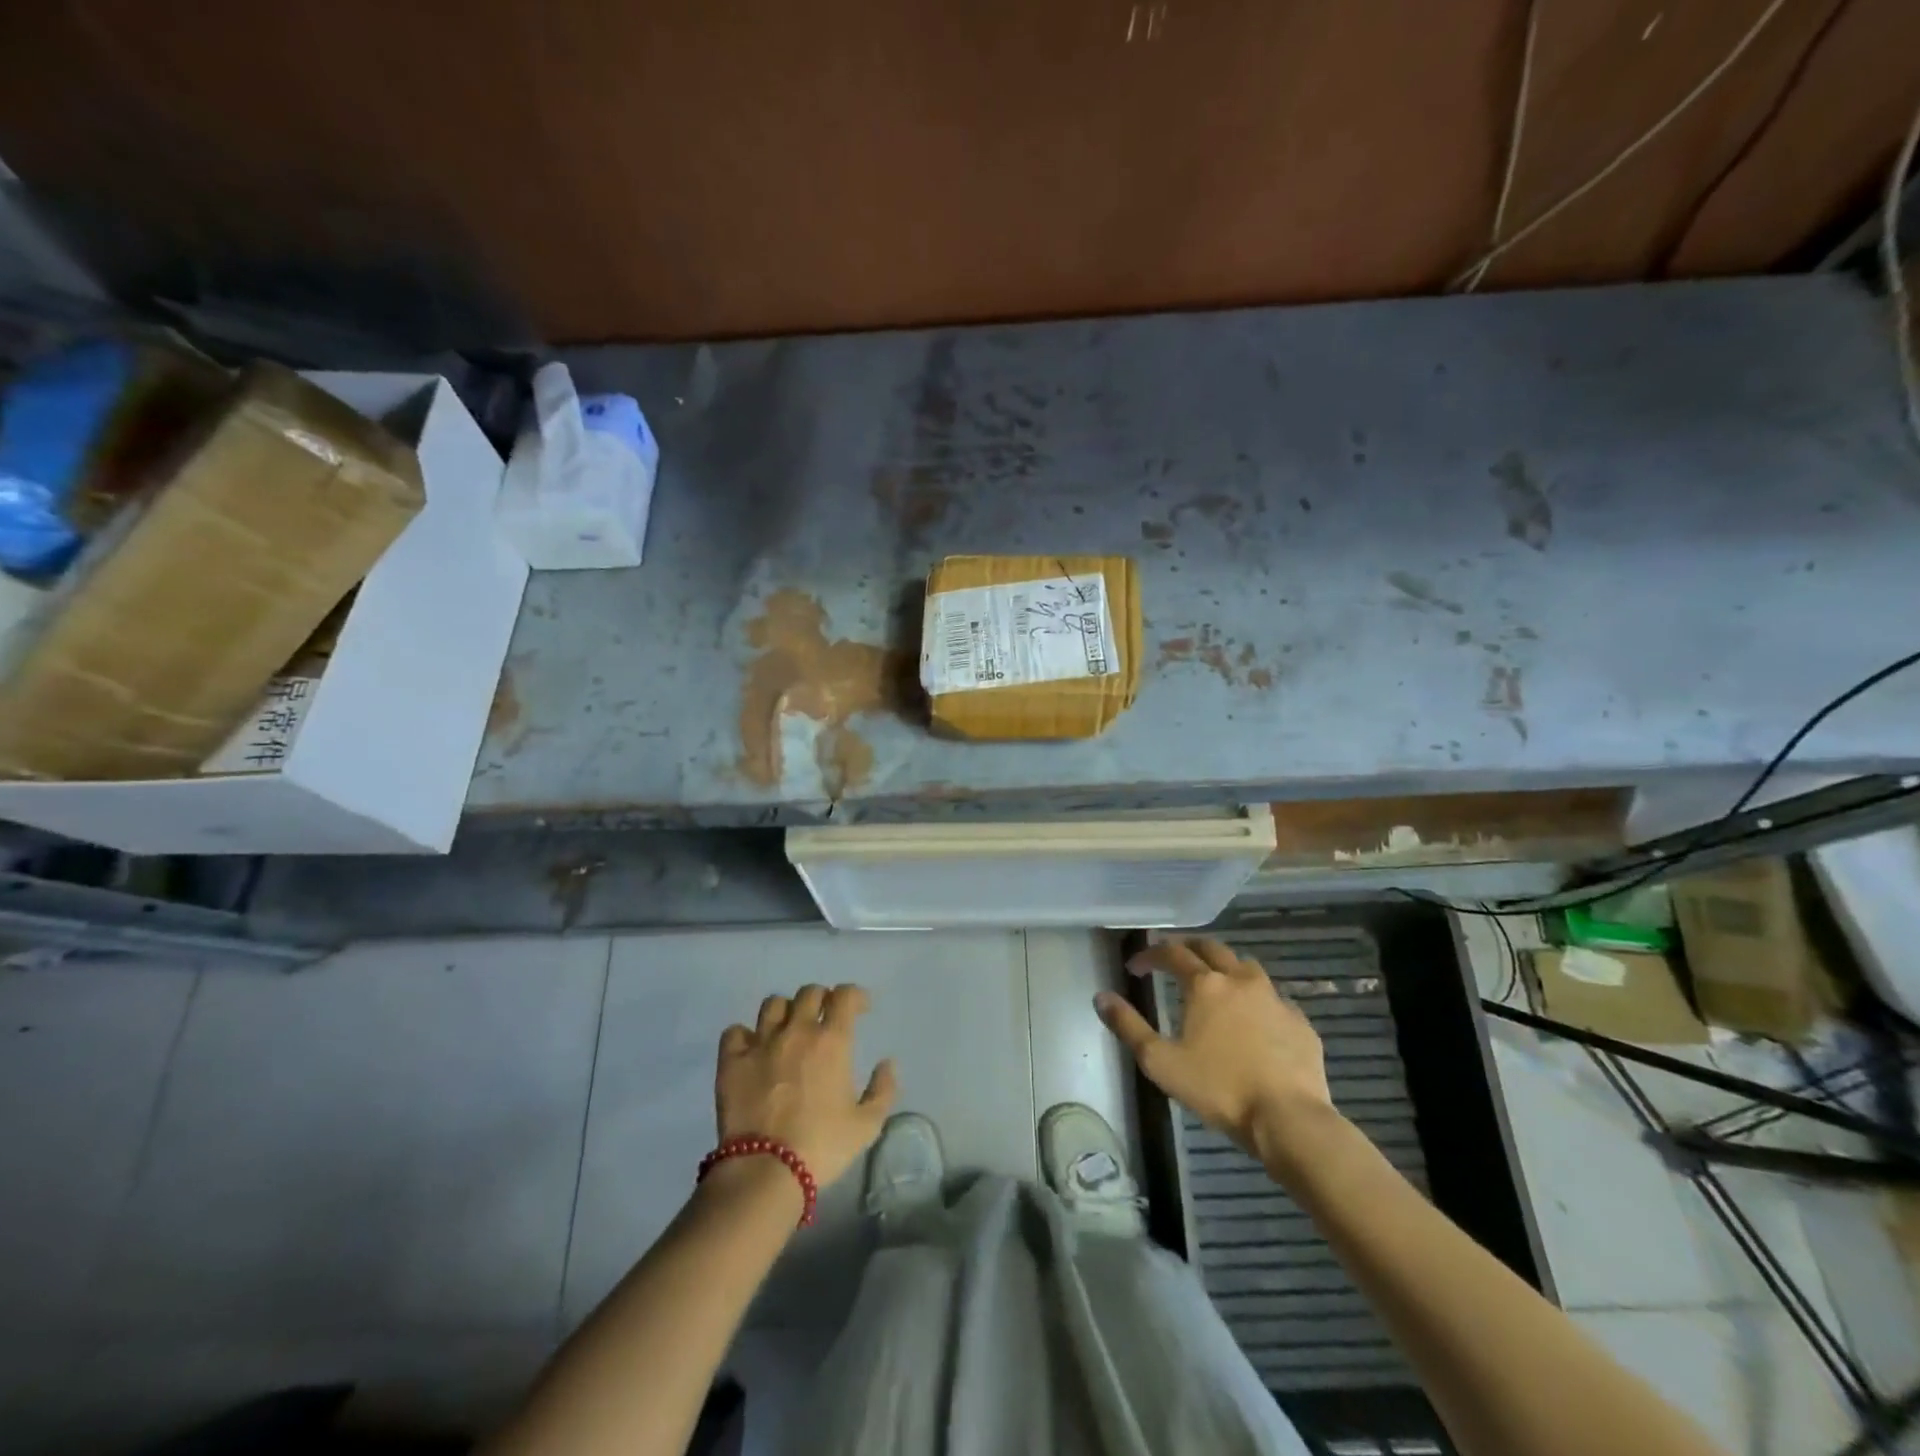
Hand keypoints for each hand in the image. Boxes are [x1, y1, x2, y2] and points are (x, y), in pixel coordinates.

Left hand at [716, 984, 897, 1188]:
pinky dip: (745, 1035)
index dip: (855, 995)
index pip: (845, 995)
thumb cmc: (822, 1146)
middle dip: (822, 999)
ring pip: (773, 1004)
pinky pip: (735, 1031)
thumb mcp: (867, 1125)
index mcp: (832, 1040)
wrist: (766, 1170)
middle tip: (824, 1018)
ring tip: (788, 1029)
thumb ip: (883, 1090)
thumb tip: (887, 1063)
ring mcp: (761, 1043)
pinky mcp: (732, 1061)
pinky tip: (752, 1049)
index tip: (860, 1008)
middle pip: (809, 993)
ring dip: (785, 1011)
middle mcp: (796, 1031)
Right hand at [1097, 938, 1335, 1164]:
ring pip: (1246, 967)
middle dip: (1188, 949)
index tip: (1135, 967)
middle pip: (1212, 948)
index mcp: (1206, 985)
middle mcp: (1240, 980)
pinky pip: (1274, 998)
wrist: (1289, 1119)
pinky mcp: (1300, 1022)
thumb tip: (1101, 997)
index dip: (1150, 955)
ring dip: (1225, 967)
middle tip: (1173, 960)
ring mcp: (1275, 999)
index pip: (1172, 953)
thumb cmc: (1220, 1089)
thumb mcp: (1161, 1062)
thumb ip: (1128, 1026)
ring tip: (1215, 983)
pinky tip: (1253, 1020)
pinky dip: (1256, 999)